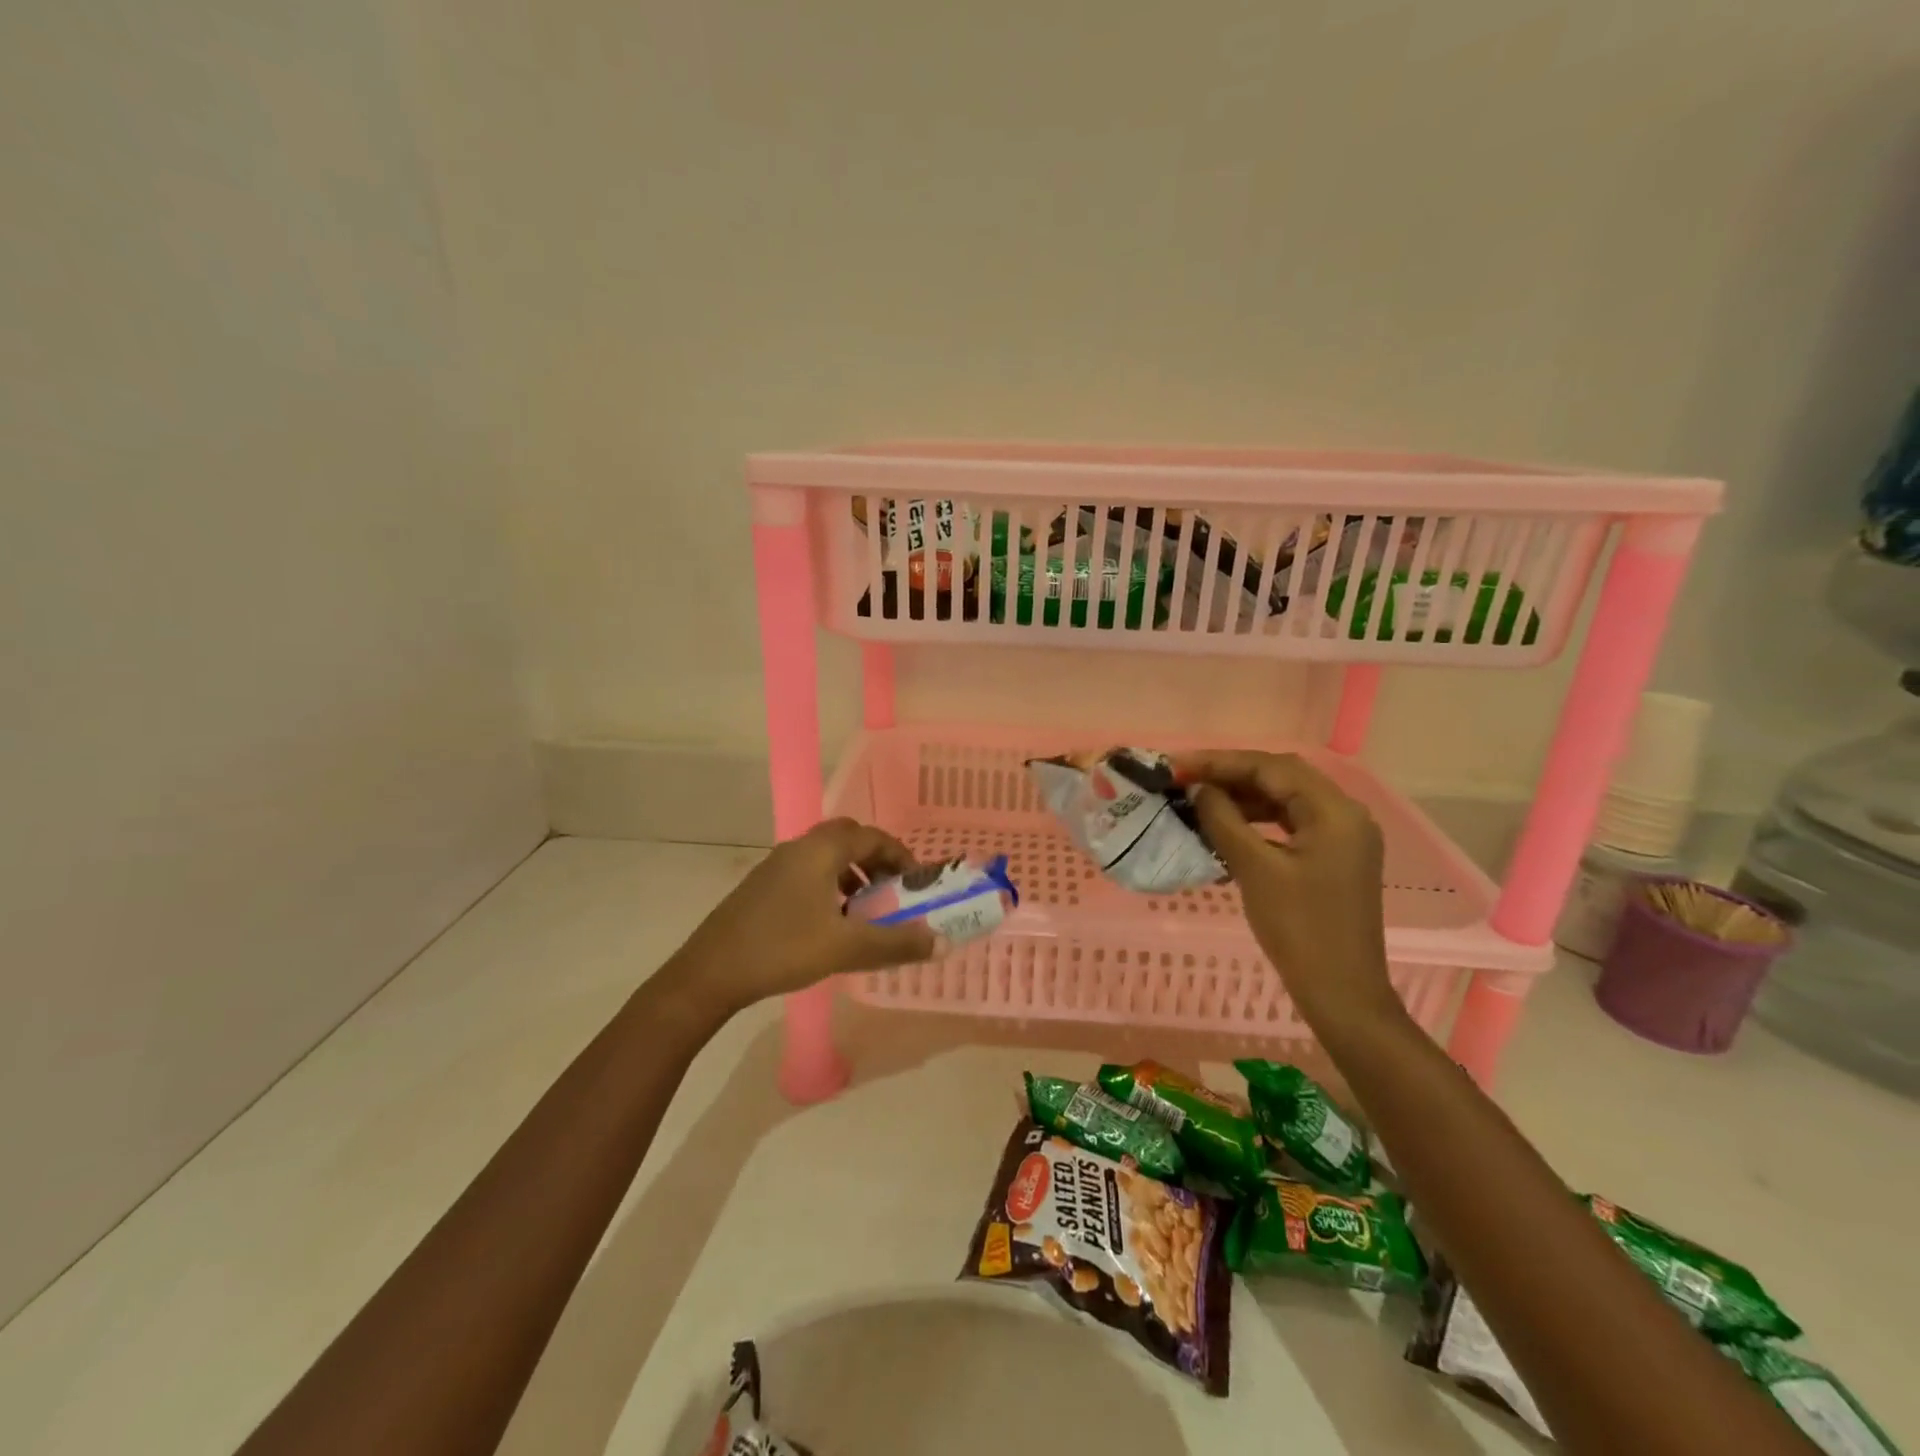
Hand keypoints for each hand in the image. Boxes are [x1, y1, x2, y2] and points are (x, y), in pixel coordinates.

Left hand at [659, 818, 939, 1019]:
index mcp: (820, 851)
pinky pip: (807, 873)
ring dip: (851, 874)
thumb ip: (896, 944)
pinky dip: (829, 886)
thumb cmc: (783, 949)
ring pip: (824, 857)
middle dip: (875, 859)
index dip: (899, 855)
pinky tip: (831, 923)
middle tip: (892, 889)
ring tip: (866, 909)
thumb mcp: (846, 948)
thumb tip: (942, 943)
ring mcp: (775, 866)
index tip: (916, 881)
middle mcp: (798, 848)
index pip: (871, 836)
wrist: (710, 973)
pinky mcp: (761, 887)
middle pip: (847, 838)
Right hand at [1175, 750, 1403, 1033]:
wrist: (1342, 993)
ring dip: (1243, 795)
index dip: (1220, 762)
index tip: (1177, 766)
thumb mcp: (1255, 869)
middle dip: (1231, 773)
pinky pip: (1292, 822)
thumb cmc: (1299, 930)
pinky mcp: (1335, 856)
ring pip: (1286, 798)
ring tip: (1199, 798)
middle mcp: (1346, 814)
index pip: (1271, 768)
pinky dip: (1258, 818)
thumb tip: (1200, 789)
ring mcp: (1343, 836)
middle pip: (1281, 776)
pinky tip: (1227, 824)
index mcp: (1335, 811)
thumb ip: (1224, 820)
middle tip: (1185, 777)